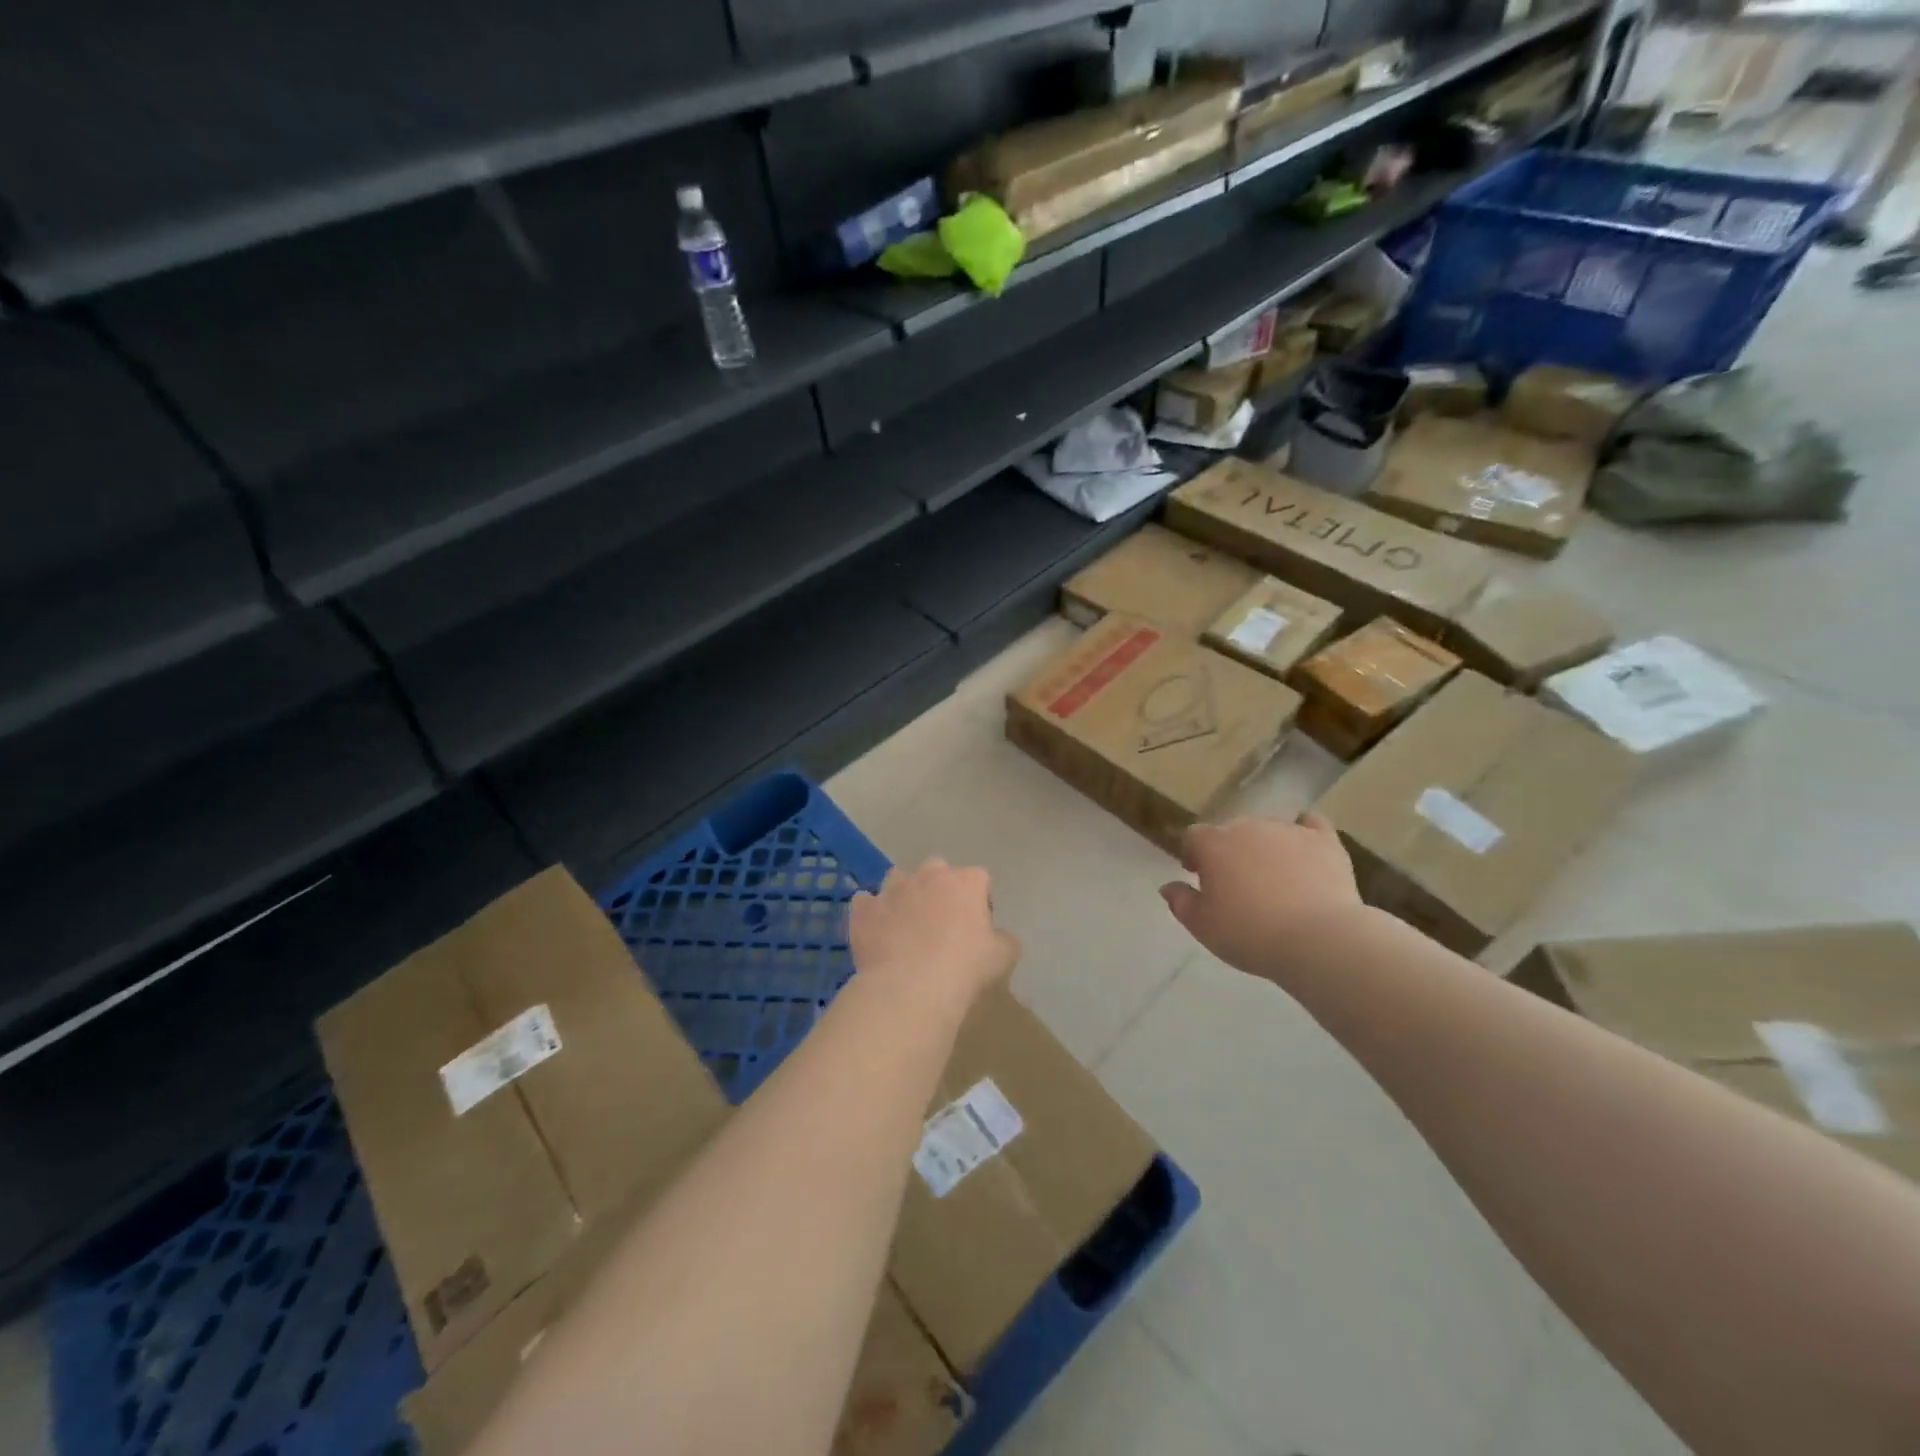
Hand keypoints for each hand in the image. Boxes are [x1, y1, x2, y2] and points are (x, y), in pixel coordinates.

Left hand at [849, 860, 1019, 1014]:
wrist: (910, 987)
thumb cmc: (964, 968)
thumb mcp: (1003, 957)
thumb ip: (1005, 940)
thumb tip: (1000, 937)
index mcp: (966, 881)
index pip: (980, 879)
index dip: (980, 901)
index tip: (978, 928)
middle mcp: (929, 875)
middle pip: (938, 870)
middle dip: (940, 889)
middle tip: (943, 924)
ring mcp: (893, 889)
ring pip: (899, 879)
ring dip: (905, 894)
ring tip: (907, 925)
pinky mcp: (864, 909)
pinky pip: (866, 903)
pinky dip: (872, 913)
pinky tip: (877, 932)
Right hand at [1159, 813, 1364, 976]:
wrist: (1317, 939)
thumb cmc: (1250, 933)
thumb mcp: (1202, 926)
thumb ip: (1181, 902)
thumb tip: (1168, 886)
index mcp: (1213, 844)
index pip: (1193, 836)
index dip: (1193, 854)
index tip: (1198, 876)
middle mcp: (1247, 827)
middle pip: (1230, 831)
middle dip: (1229, 851)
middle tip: (1236, 883)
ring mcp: (1287, 829)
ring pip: (1267, 829)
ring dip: (1263, 846)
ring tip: (1273, 878)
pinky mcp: (1323, 840)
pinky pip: (1311, 824)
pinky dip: (1304, 832)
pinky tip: (1304, 849)